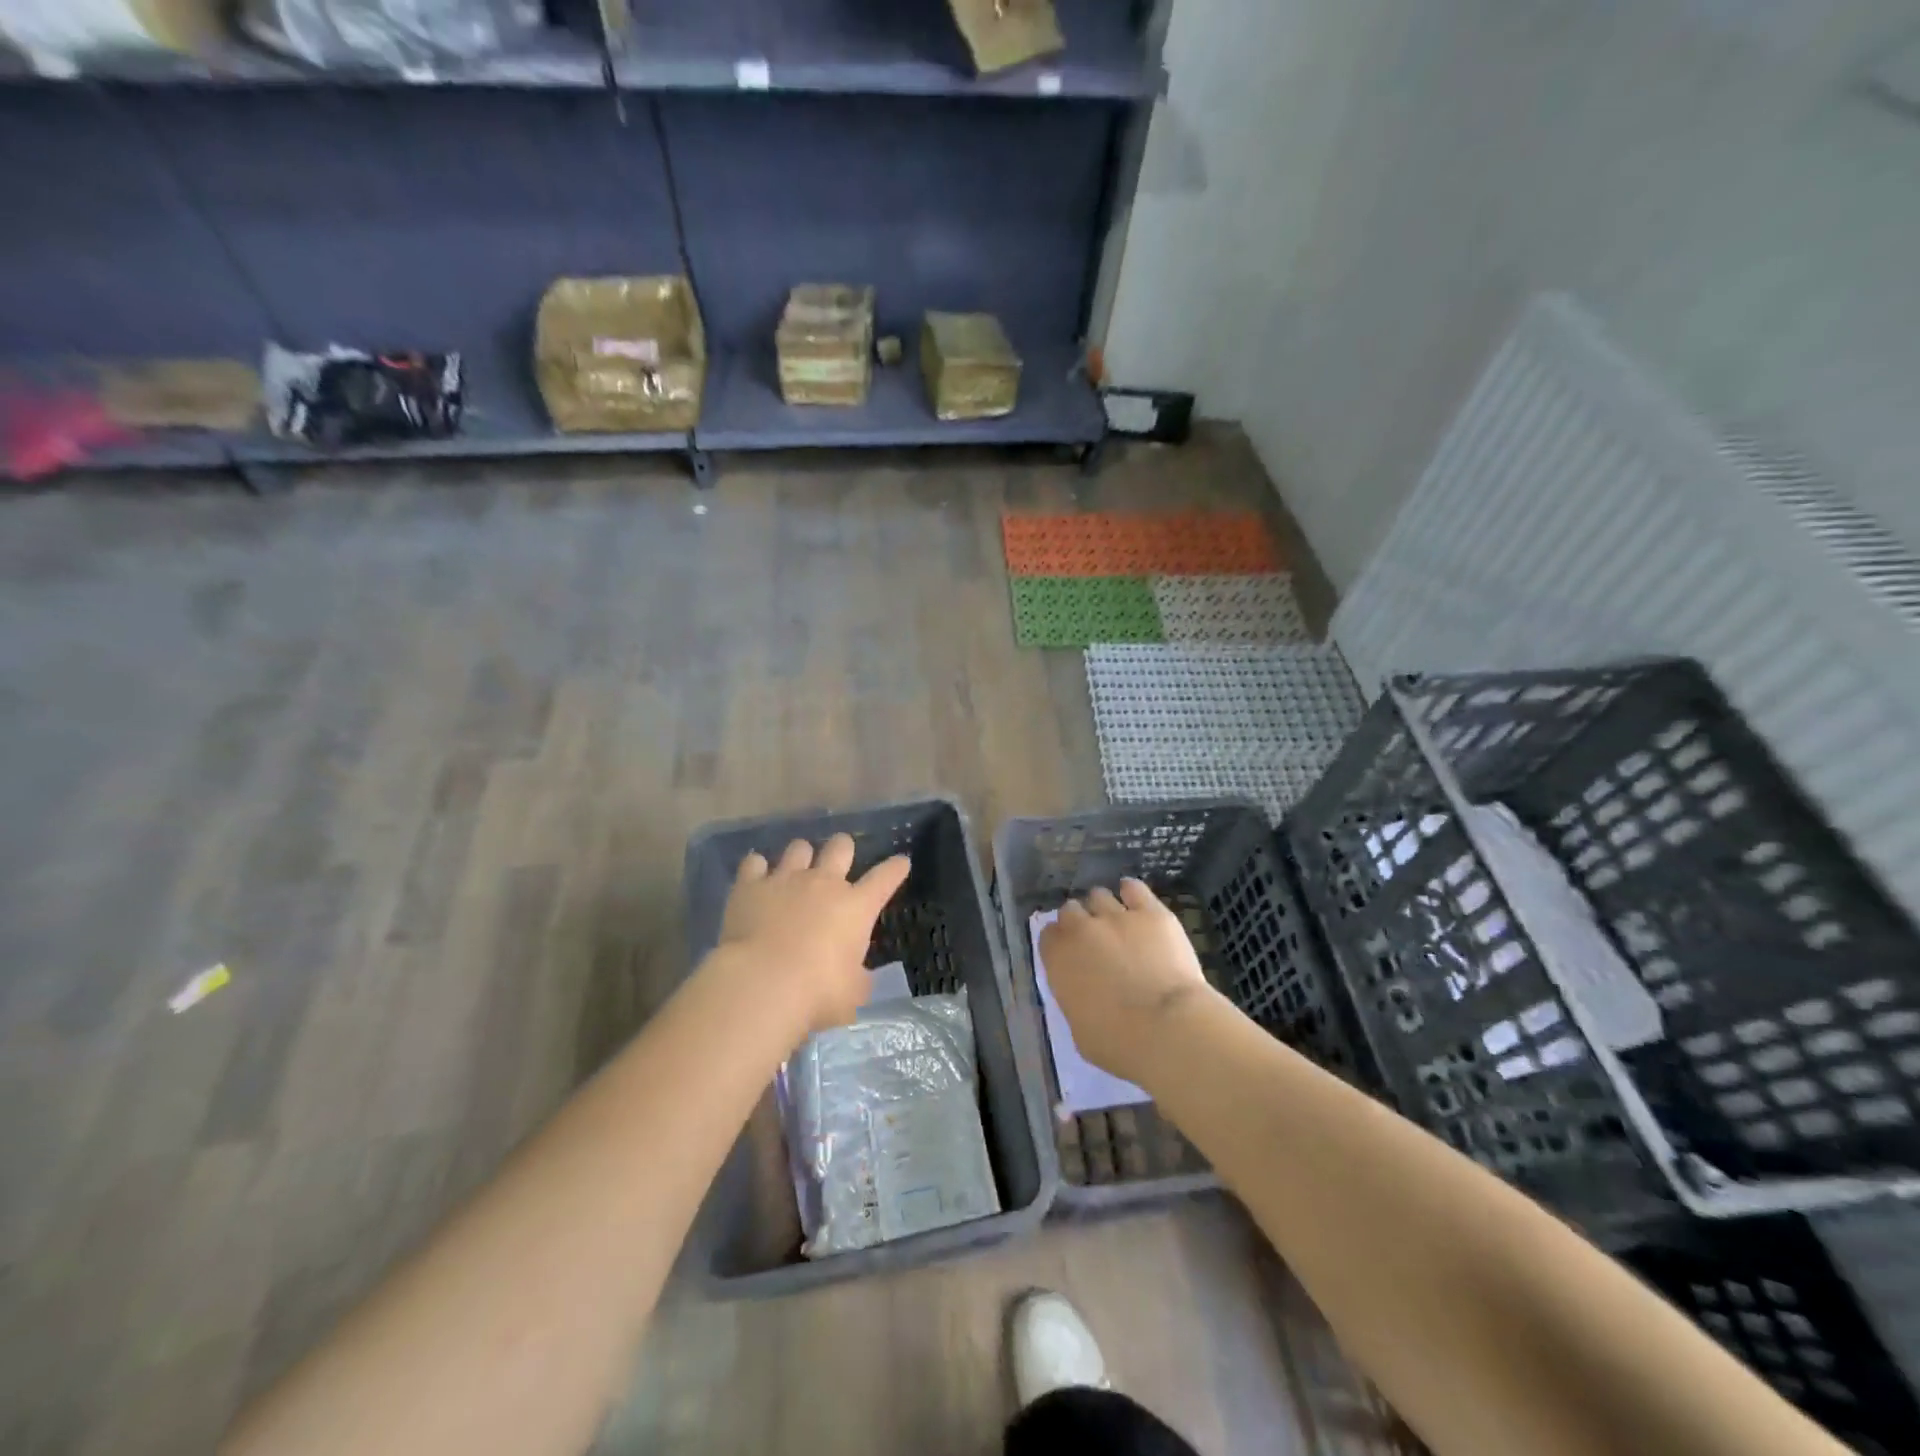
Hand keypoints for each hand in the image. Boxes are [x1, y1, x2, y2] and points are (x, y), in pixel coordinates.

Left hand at [713, 833, 911, 1039]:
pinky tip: (756, 877)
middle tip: (839, 857)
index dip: (895, 868)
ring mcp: (785, 880)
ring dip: (801, 855)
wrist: (761, 983)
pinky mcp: (750, 886)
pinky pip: (754, 863)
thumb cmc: (817, 993)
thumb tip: (857, 976)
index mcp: (856, 907)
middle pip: (840, 847)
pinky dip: (757, 868)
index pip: (885, 878)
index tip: (901, 862)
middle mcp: (824, 883)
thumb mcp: (851, 994)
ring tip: (796, 867)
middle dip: (843, 848)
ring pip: (798, 848)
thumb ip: (857, 979)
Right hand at [1039, 878, 1211, 1083]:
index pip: (1048, 935)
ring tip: (1118, 922)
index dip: (1059, 942)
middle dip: (1079, 921)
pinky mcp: (1151, 913)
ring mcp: (1117, 916)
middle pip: (1070, 909)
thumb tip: (1082, 992)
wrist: (1168, 1028)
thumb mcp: (1080, 1030)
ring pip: (1099, 895)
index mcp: (1058, 959)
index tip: (1070, 953)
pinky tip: (1136, 901)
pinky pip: (1134, 888)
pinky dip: (1131, 892)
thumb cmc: (1119, 1044)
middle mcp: (1081, 929)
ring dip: (1104, 908)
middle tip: (1095, 940)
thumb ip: (1075, 1000)